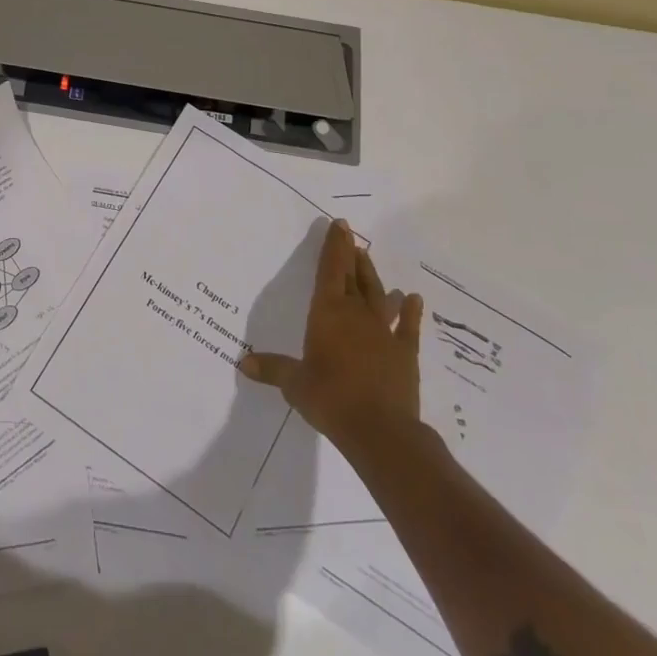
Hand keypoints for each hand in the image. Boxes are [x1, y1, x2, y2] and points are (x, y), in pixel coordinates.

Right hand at [239, 219, 425, 450]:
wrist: (380, 430)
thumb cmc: (329, 398)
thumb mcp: (294, 383)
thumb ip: (272, 369)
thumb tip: (243, 363)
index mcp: (327, 313)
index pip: (329, 271)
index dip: (333, 247)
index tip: (339, 225)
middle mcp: (356, 315)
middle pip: (353, 277)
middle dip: (350, 255)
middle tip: (351, 235)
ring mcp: (384, 332)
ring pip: (378, 295)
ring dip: (372, 277)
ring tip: (369, 258)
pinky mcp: (404, 353)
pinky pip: (408, 327)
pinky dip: (411, 312)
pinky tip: (413, 298)